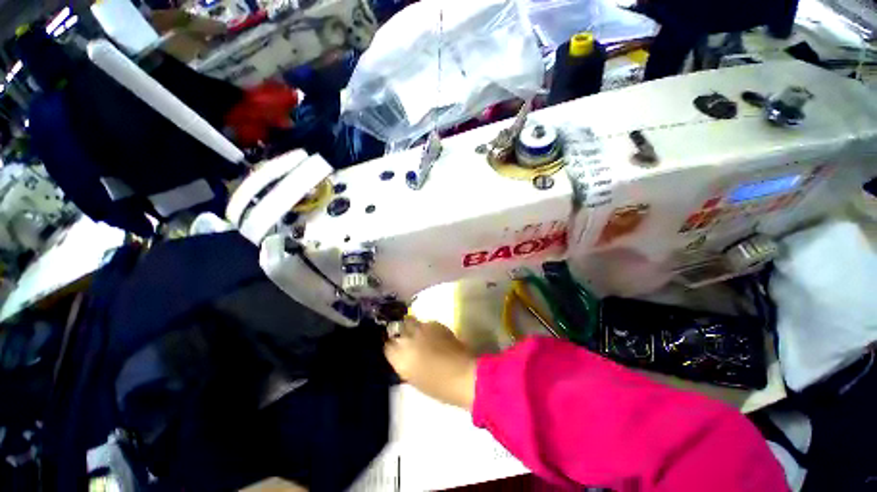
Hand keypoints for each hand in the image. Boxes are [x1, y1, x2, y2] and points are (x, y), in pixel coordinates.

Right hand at [384, 318, 476, 410]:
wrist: (462, 374)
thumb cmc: (437, 385)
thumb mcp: (413, 378)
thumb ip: (403, 362)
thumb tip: (402, 354)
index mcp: (398, 357)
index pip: (386, 345)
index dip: (392, 346)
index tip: (395, 349)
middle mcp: (407, 338)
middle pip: (396, 328)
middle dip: (400, 332)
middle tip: (407, 339)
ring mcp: (421, 328)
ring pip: (410, 321)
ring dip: (413, 328)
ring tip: (420, 336)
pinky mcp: (435, 323)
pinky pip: (426, 323)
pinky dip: (427, 328)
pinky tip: (434, 337)